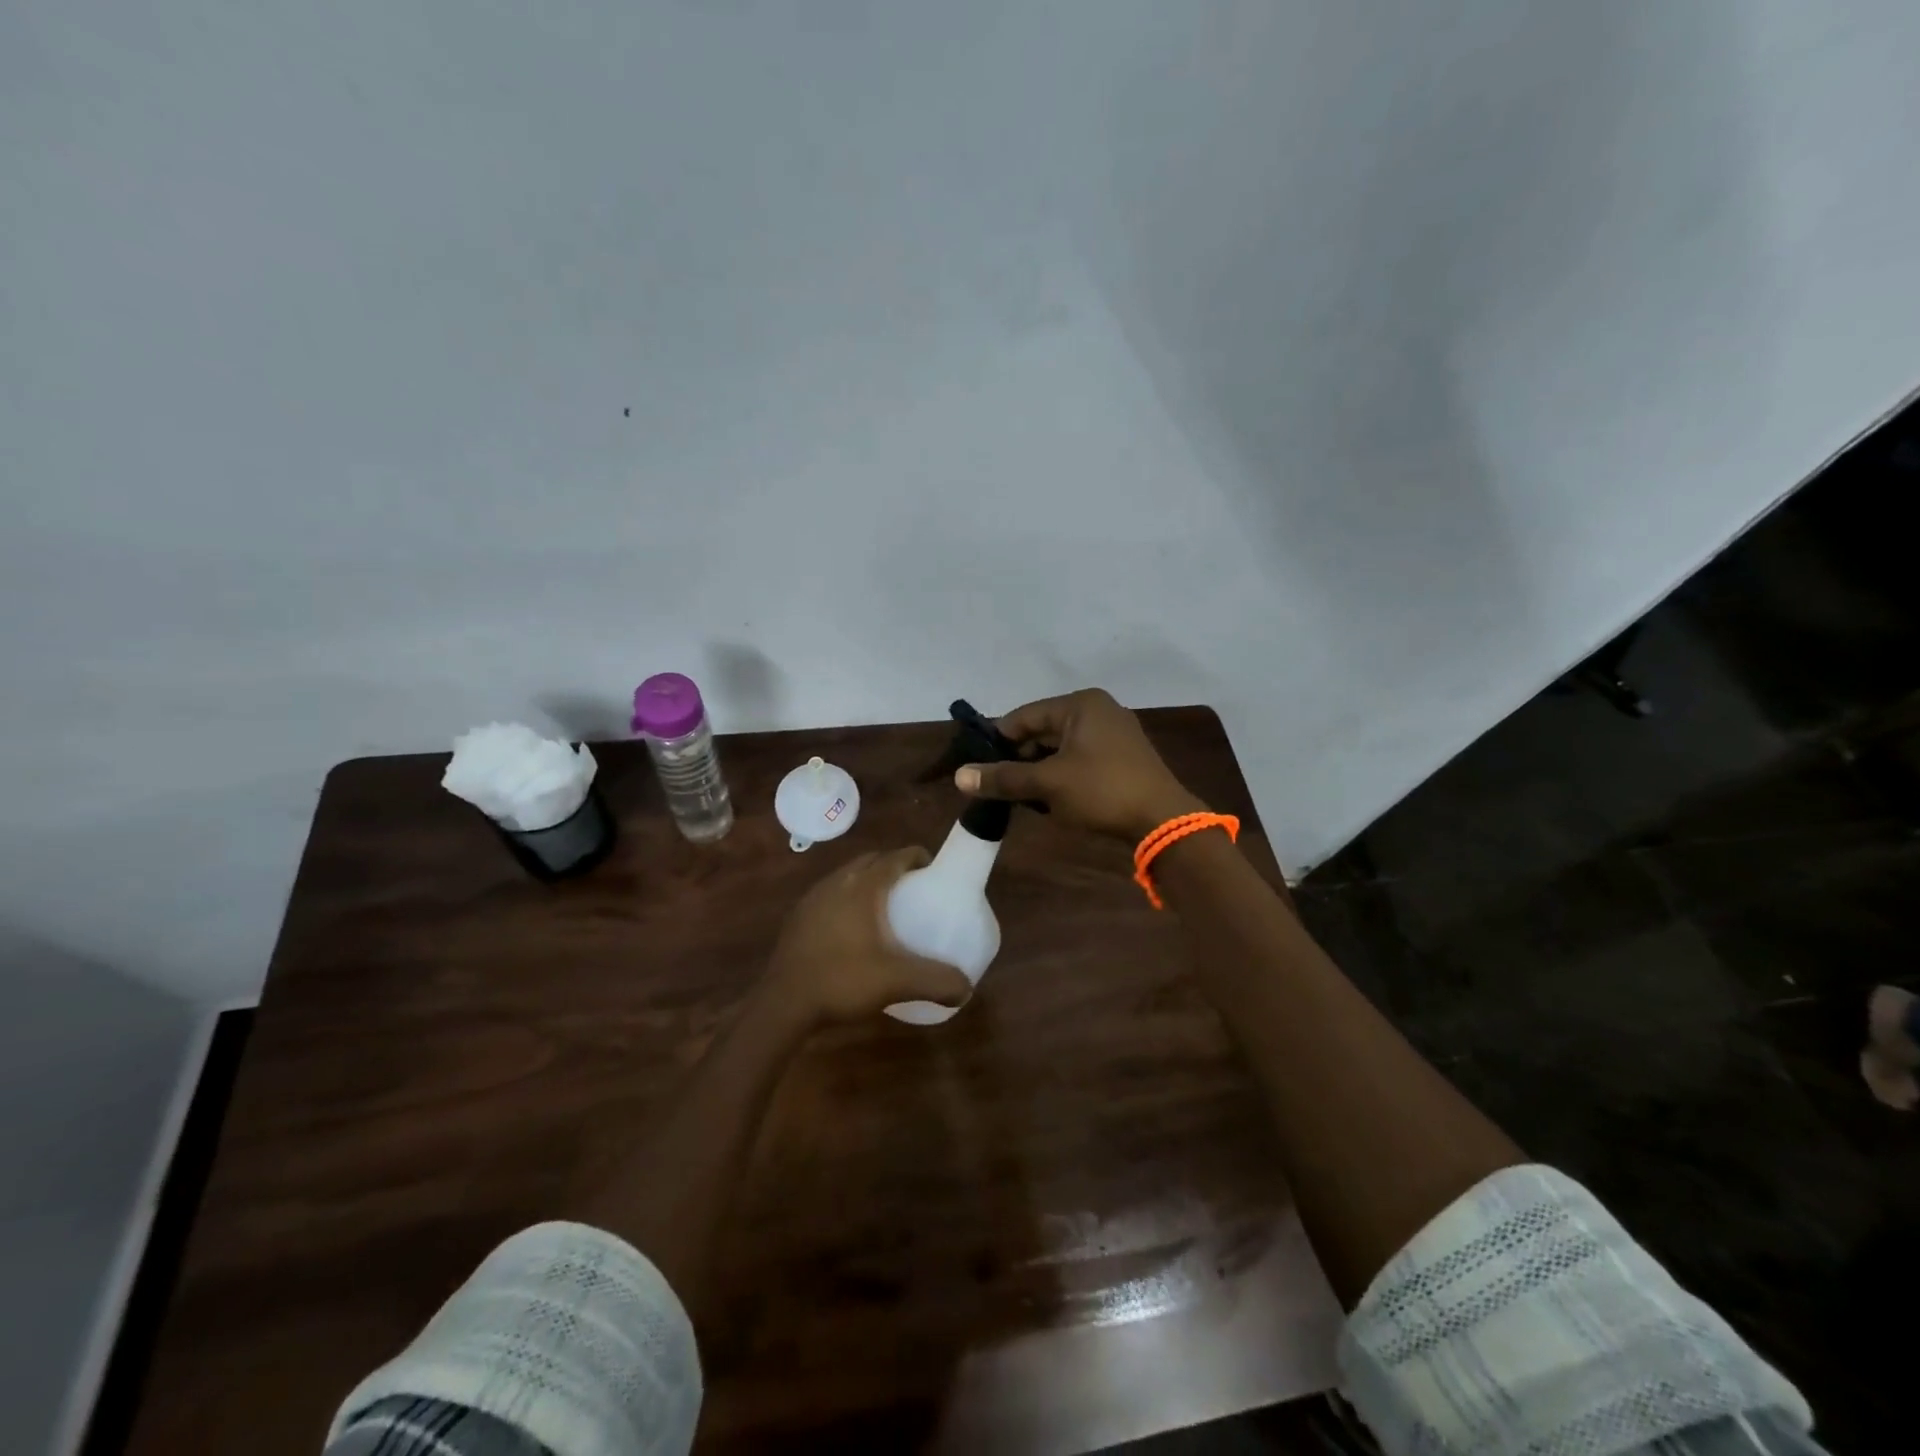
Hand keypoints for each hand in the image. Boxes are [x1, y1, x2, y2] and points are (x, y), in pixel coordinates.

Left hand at [764, 848, 974, 1024]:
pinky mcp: (798, 917)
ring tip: (885, 907)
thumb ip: (936, 981)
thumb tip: (966, 988)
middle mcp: (837, 882)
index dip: (917, 858)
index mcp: (862, 886)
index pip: (895, 856)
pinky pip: (830, 894)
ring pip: (848, 876)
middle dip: (894, 867)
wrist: (783, 1004)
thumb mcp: (896, 982)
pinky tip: (853, 928)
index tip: (934, 871)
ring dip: (868, 881)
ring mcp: (813, 898)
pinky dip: (847, 899)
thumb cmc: (842, 981)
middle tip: (914, 889)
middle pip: (871, 861)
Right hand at [954, 688, 1204, 841]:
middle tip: (998, 786)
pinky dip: (1060, 776)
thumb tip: (960, 777)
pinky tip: (1049, 800)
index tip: (977, 767)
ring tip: (1021, 797)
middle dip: (1019, 759)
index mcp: (1080, 704)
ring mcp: (1113, 734)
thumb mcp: (1048, 784)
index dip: (997, 741)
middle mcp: (1097, 710)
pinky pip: (1078, 760)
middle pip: (1042, 731)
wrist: (1163, 822)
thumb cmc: (1102, 791)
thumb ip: (1003, 778)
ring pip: (1059, 748)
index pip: (1024, 716)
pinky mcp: (1121, 758)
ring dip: (1038, 771)